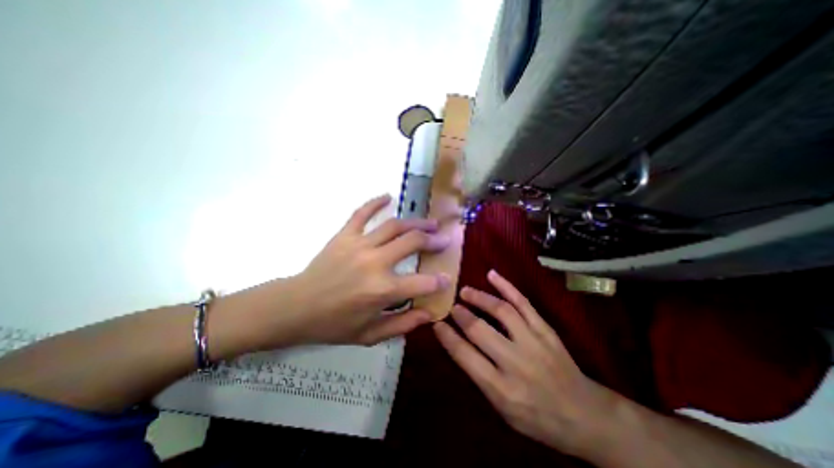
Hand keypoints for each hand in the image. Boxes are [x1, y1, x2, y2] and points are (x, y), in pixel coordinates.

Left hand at [278, 196, 449, 344]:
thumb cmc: (333, 325)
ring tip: (430, 222)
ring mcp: (358, 245)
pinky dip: (375, 203)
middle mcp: (375, 262)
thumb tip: (430, 314)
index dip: (438, 281)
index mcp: (382, 290)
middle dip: (433, 240)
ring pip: (394, 226)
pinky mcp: (344, 236)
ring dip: (416, 222)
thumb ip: (403, 324)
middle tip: (444, 238)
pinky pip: (361, 214)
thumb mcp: (370, 335)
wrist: (295, 308)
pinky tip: (388, 196)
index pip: (421, 283)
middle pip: (412, 242)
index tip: (447, 277)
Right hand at [434, 271, 622, 456]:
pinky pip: (524, 303)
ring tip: (466, 291)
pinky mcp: (546, 330)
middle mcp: (515, 363)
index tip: (437, 323)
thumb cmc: (538, 418)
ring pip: (501, 311)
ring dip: (479, 298)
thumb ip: (480, 377)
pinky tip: (492, 275)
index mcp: (500, 389)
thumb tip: (459, 345)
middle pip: (480, 330)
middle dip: (461, 315)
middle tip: (452, 306)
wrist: (586, 415)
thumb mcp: (503, 410)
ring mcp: (533, 343)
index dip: (447, 336)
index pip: (464, 356)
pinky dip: (507, 286)